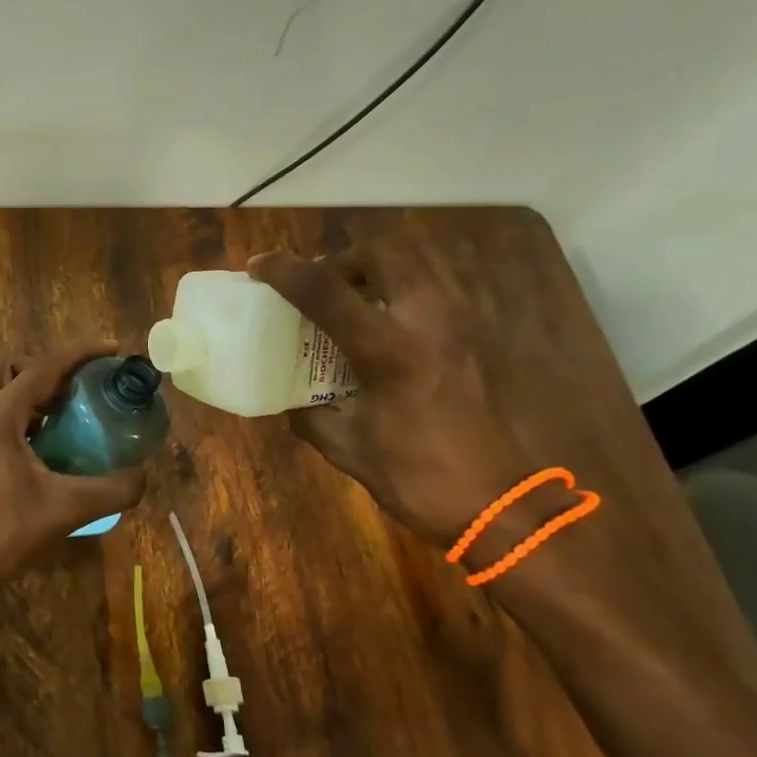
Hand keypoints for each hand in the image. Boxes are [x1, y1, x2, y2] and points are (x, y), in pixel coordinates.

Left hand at [0, 343, 147, 589]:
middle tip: (75, 389)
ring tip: (62, 413)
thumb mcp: (66, 510)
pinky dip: (13, 409)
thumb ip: (112, 490)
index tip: (111, 348)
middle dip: (43, 367)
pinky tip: (40, 440)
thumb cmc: (4, 533)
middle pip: (7, 365)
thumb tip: (143, 476)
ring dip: (25, 388)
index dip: (80, 353)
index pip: (42, 367)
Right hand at [248, 244, 547, 549]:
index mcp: (389, 350)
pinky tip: (386, 328)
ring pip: (416, 263)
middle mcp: (428, 321)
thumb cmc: (417, 477)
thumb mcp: (347, 447)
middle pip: (382, 253)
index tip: (258, 266)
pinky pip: (435, 289)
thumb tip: (290, 400)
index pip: (326, 290)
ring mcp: (460, 324)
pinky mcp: (476, 336)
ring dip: (375, 270)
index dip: (285, 271)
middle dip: (341, 260)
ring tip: (351, 301)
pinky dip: (402, 291)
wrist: (498, 503)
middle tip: (319, 286)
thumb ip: (310, 415)